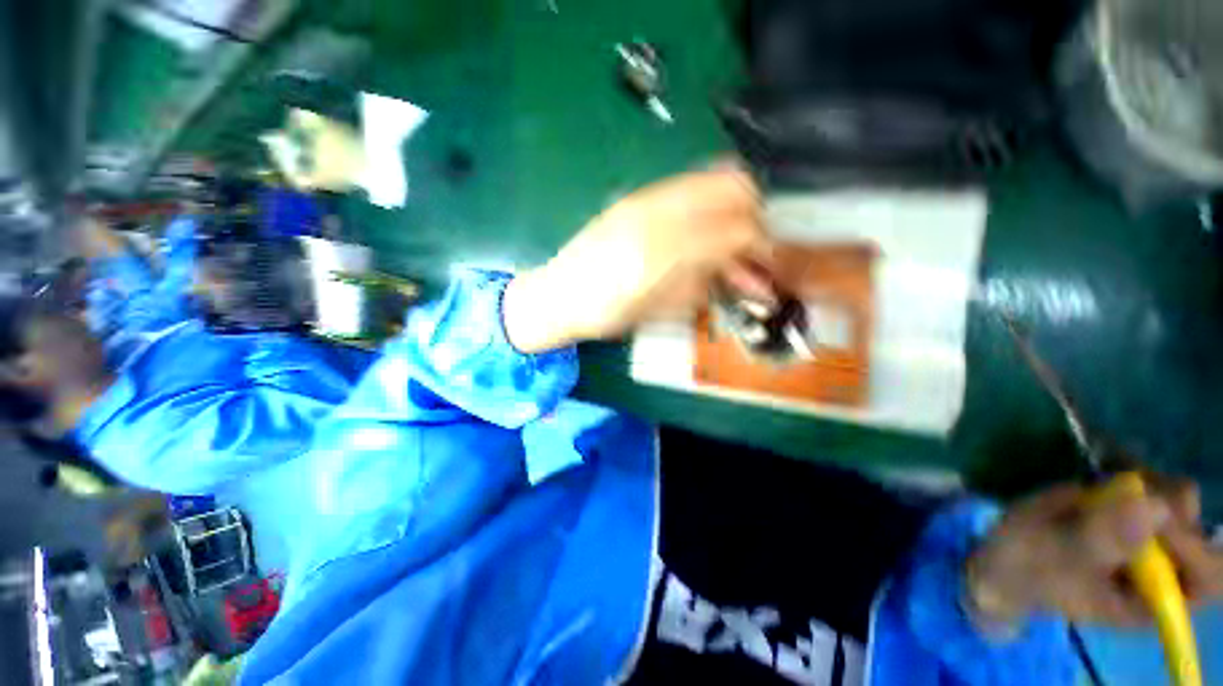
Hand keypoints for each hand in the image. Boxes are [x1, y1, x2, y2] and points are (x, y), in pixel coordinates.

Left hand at [503, 167, 773, 352]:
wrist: (558, 295)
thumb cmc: (608, 314)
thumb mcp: (663, 310)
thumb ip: (706, 285)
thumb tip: (745, 274)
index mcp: (665, 254)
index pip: (736, 230)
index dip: (762, 244)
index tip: (769, 261)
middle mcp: (658, 215)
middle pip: (732, 188)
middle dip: (755, 213)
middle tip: (755, 244)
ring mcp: (644, 199)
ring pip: (712, 178)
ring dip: (735, 203)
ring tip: (735, 235)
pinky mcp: (635, 198)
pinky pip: (687, 186)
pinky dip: (709, 201)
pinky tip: (705, 227)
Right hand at [966, 477, 1222, 626]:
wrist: (1005, 552)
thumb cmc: (1030, 566)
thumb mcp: (1056, 557)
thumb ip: (1101, 540)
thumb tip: (1158, 509)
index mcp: (1154, 600)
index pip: (1207, 577)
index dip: (1192, 545)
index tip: (1154, 513)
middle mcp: (1165, 571)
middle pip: (1201, 533)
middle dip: (1171, 505)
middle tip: (1130, 488)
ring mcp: (1149, 538)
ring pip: (1181, 501)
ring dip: (1151, 482)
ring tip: (1111, 479)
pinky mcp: (1130, 511)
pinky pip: (1154, 485)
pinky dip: (1136, 469)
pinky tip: (1109, 464)